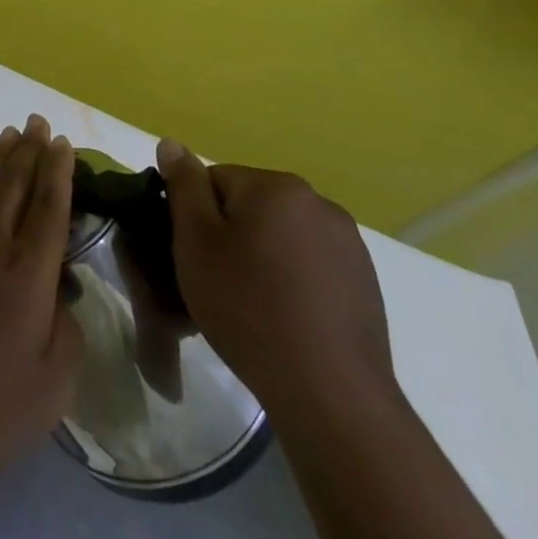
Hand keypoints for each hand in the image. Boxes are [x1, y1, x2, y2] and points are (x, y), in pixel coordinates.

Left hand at [0, 116, 83, 475]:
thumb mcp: (48, 389)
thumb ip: (65, 335)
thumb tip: (59, 297)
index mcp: (27, 273)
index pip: (48, 209)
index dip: (58, 173)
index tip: (63, 142)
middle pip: (15, 186)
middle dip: (30, 151)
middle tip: (39, 122)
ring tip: (11, 133)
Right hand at [156, 139, 397, 422]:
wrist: (330, 394)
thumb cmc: (248, 307)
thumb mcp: (195, 241)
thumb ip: (183, 185)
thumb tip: (171, 144)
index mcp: (276, 186)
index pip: (214, 181)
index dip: (195, 218)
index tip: (194, 257)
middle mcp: (319, 203)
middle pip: (250, 206)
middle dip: (230, 236)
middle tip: (218, 282)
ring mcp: (349, 245)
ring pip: (280, 236)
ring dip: (261, 257)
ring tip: (252, 305)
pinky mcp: (366, 284)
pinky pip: (310, 265)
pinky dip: (293, 281)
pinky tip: (286, 318)